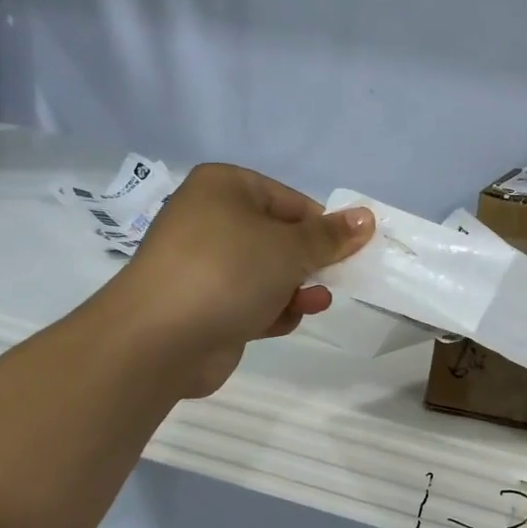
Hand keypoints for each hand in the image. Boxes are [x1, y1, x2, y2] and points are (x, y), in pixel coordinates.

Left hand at [100, 164, 373, 398]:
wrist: (159, 339)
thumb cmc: (229, 272)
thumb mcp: (292, 248)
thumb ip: (332, 236)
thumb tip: (367, 217)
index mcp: (225, 188)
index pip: (290, 201)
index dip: (322, 227)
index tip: (348, 252)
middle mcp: (210, 219)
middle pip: (280, 238)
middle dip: (309, 263)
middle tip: (335, 279)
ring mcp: (203, 265)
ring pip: (267, 272)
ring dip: (295, 290)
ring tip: (313, 303)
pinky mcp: (203, 304)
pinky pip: (249, 300)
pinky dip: (270, 310)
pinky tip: (280, 322)